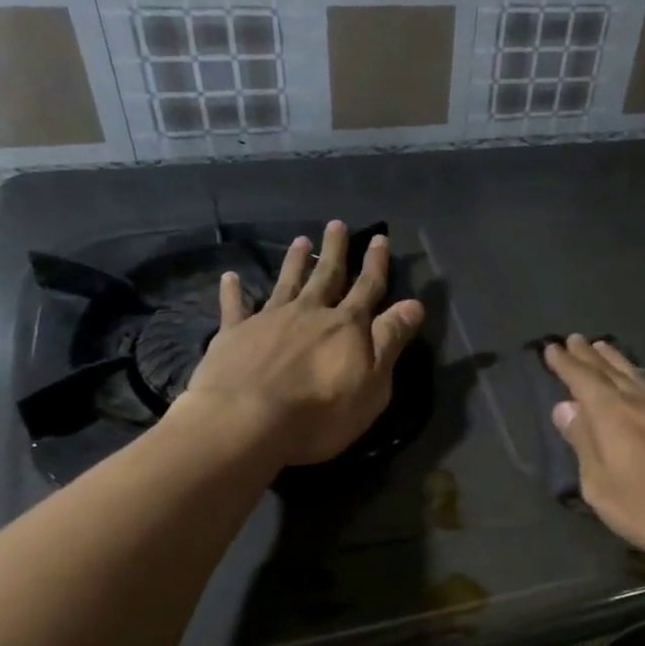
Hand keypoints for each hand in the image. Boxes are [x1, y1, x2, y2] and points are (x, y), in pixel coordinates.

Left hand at [179, 220, 424, 466]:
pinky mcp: (234, 334)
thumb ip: (390, 340)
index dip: (375, 264)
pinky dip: (233, 290)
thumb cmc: (321, 411)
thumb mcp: (373, 382)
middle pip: (326, 276)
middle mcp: (309, 312)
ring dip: (294, 261)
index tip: (379, 239)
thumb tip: (414, 304)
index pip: (367, 288)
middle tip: (337, 225)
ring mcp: (269, 320)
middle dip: (335, 251)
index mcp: (346, 326)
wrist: (247, 421)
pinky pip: (235, 306)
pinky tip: (230, 277)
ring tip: (300, 240)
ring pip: (286, 283)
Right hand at [542, 336, 644, 566]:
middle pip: (611, 370)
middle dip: (590, 356)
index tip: (552, 347)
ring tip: (605, 349)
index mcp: (613, 413)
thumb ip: (583, 444)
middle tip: (575, 339)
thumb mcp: (603, 486)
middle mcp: (642, 401)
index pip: (582, 380)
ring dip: (617, 361)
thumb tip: (565, 408)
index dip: (566, 364)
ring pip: (638, 375)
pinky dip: (641, 378)